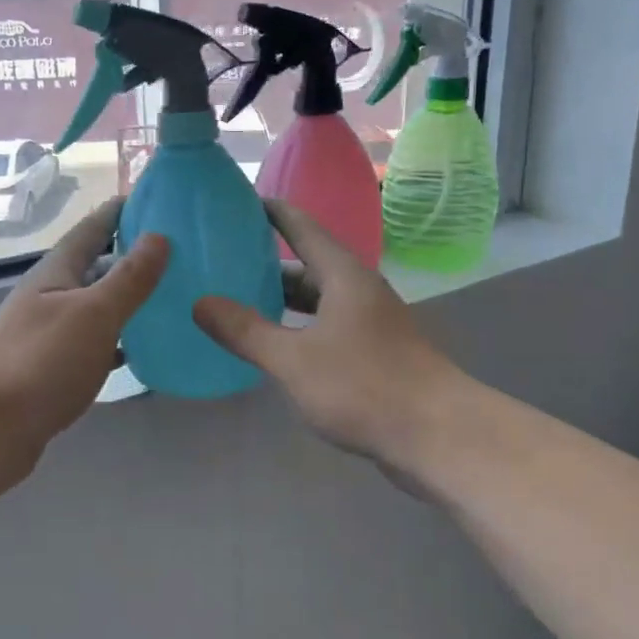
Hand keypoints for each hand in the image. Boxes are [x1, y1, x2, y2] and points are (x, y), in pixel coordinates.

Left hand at [0, 197, 167, 471]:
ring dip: (129, 301)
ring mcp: (48, 335)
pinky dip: (119, 342)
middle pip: (96, 267)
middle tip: (182, 252)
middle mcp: (50, 297)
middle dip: (133, 256)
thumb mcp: (92, 314)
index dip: (122, 211)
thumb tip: (159, 235)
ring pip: (97, 308)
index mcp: (56, 273)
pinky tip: (144, 350)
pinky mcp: (51, 372)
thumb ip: (128, 278)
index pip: (92, 228)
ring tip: (174, 297)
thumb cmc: (38, 363)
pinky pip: (94, 345)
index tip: (159, 199)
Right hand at [192, 200, 466, 472]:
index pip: (302, 227)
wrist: (439, 436)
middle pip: (308, 264)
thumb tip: (200, 303)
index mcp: (343, 276)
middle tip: (223, 261)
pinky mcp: (375, 353)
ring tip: (239, 303)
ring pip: (318, 300)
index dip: (270, 211)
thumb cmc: (364, 386)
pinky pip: (327, 328)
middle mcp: (359, 291)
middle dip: (267, 263)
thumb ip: (246, 331)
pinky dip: (299, 328)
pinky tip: (276, 347)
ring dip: (283, 300)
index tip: (236, 202)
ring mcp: (370, 323)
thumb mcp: (294, 359)